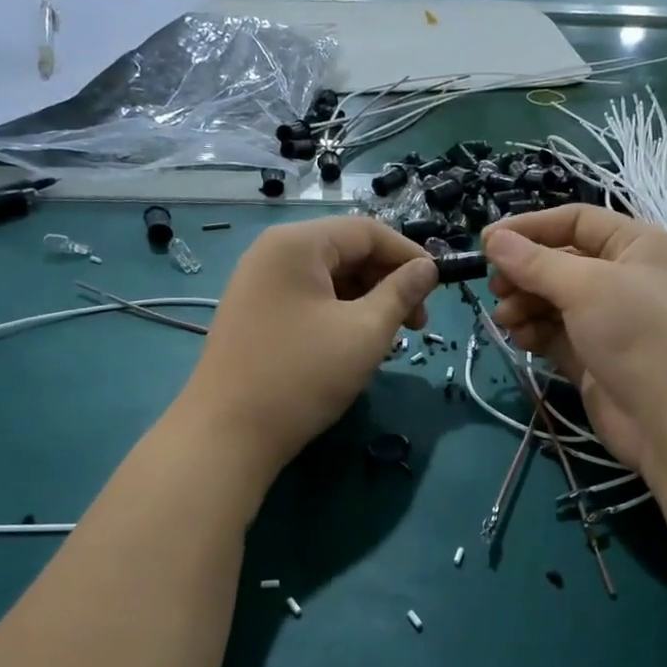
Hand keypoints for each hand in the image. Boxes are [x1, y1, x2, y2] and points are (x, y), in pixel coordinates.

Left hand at [176, 216, 436, 481]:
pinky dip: (339, 313)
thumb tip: (428, 268)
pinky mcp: (254, 313)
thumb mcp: (365, 332)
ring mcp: (258, 283)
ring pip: (329, 278)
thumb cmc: (303, 376)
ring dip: (366, 301)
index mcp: (297, 244)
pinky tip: (354, 344)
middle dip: (387, 282)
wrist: (227, 434)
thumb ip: (401, 293)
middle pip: (346, 251)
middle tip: (416, 324)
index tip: (438, 288)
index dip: (409, 255)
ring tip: (388, 340)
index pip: (367, 231)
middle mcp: (273, 252)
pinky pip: (308, 298)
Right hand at [482, 206, 666, 476]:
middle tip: (495, 288)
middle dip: (524, 272)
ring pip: (553, 300)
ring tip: (505, 318)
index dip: (530, 227)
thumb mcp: (586, 287)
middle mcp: (623, 277)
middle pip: (560, 262)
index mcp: (635, 245)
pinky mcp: (593, 357)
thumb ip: (535, 263)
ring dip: (524, 304)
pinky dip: (534, 332)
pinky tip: (519, 337)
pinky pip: (555, 334)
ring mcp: (608, 320)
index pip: (575, 221)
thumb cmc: (638, 334)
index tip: (487, 243)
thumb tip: (493, 239)